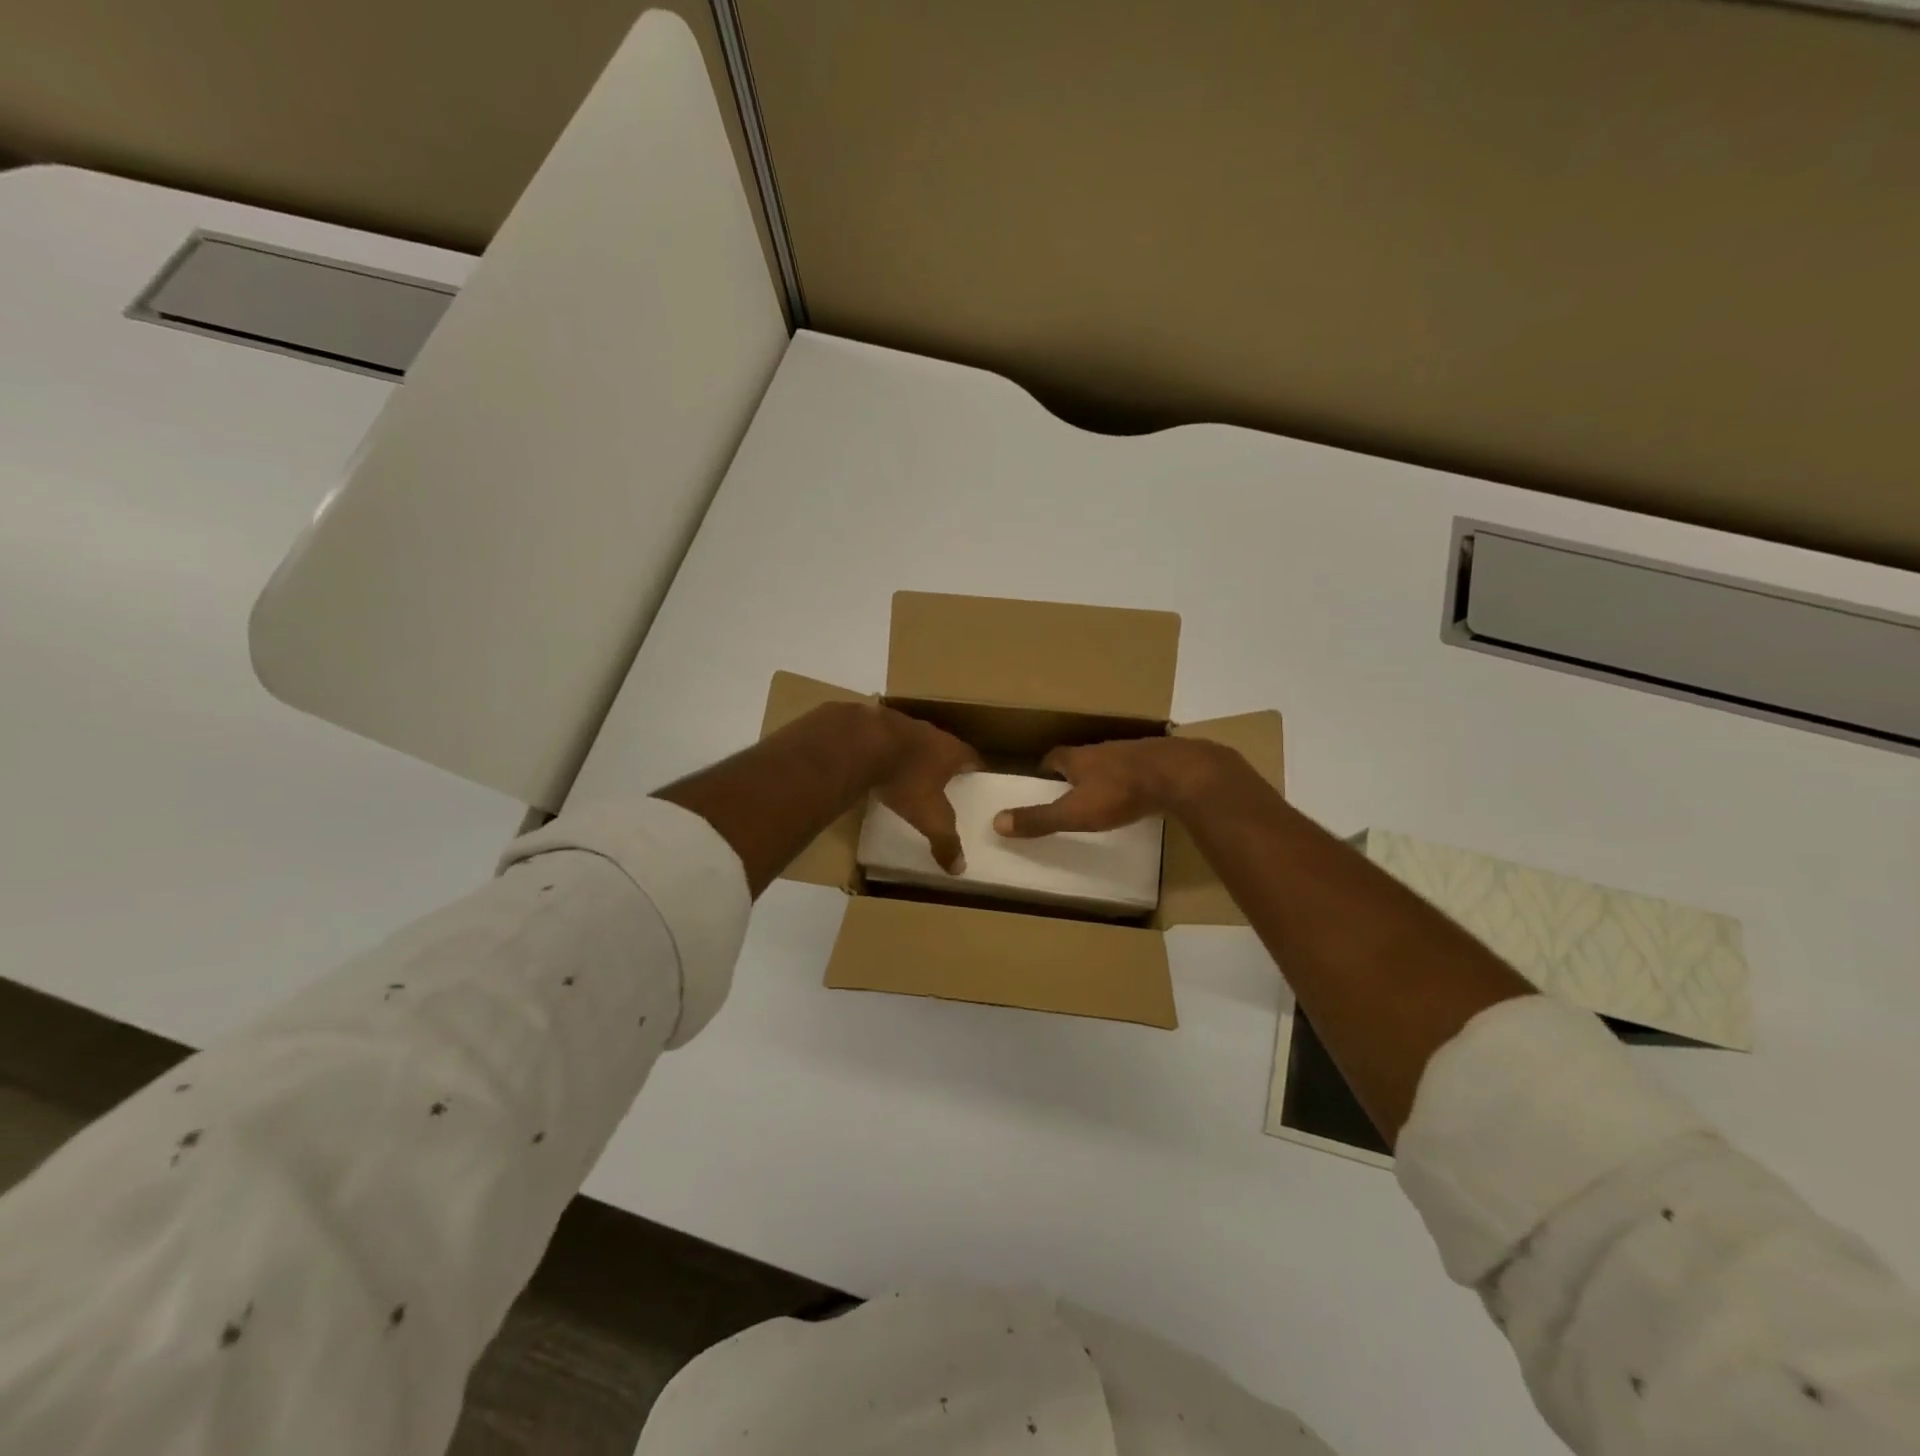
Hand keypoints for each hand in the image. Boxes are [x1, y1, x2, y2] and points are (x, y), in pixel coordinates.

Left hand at [869, 707, 982, 871]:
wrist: (860, 743)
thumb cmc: (905, 778)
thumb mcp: (929, 816)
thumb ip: (945, 840)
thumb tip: (959, 868)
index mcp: (950, 750)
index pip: (973, 758)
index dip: (976, 771)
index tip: (977, 783)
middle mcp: (929, 732)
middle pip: (944, 747)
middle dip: (944, 764)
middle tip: (945, 783)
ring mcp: (899, 724)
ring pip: (913, 741)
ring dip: (913, 756)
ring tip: (910, 775)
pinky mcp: (872, 723)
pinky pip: (884, 740)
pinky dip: (884, 752)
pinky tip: (876, 765)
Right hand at [993, 737, 1247, 838]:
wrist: (1178, 774)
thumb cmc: (1119, 793)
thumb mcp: (1074, 812)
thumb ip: (1038, 819)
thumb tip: (996, 823)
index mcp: (1078, 758)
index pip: (1053, 757)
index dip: (1045, 768)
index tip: (1039, 779)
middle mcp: (1102, 750)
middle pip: (1081, 757)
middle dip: (1073, 772)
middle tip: (1067, 790)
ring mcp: (1132, 753)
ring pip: (1110, 762)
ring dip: (1102, 775)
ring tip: (1100, 795)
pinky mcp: (1158, 762)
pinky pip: (1137, 769)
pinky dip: (1130, 780)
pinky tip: (1135, 795)